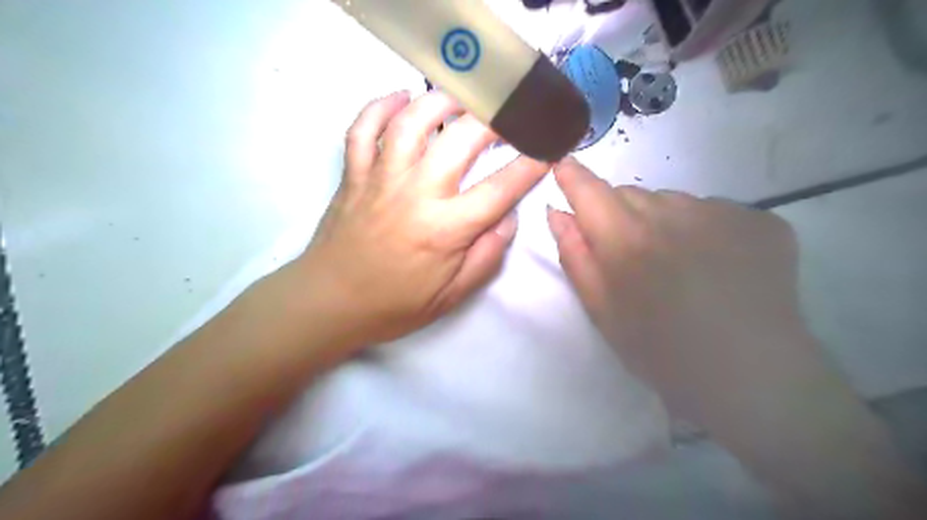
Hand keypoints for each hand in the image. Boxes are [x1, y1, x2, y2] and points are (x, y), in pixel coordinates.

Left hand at [293, 92, 543, 347]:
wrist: (330, 303)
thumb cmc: (394, 304)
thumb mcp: (451, 296)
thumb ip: (486, 257)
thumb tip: (508, 218)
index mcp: (445, 229)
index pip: (499, 189)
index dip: (529, 166)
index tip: (547, 150)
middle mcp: (416, 193)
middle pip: (462, 139)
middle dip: (495, 119)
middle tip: (510, 113)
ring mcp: (381, 178)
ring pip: (412, 121)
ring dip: (442, 100)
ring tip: (463, 97)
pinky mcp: (353, 174)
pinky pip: (364, 128)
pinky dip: (380, 106)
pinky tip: (400, 98)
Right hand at [546, 157, 808, 426]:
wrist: (751, 377)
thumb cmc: (660, 351)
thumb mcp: (602, 311)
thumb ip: (575, 256)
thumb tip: (558, 213)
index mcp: (627, 241)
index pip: (589, 190)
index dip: (572, 176)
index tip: (563, 166)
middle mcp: (672, 214)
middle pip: (630, 193)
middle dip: (619, 213)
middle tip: (630, 254)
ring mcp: (722, 212)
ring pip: (672, 200)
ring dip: (661, 220)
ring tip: (677, 263)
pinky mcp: (760, 220)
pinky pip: (714, 210)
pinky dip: (703, 229)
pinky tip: (716, 265)